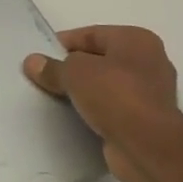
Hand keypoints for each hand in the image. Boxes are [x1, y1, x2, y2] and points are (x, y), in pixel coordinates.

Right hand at [23, 25, 182, 181]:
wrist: (147, 147)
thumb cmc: (115, 95)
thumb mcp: (75, 73)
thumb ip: (53, 67)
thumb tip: (32, 62)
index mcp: (137, 40)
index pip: (91, 34)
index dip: (63, 43)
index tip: (39, 57)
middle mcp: (148, 62)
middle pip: (99, 60)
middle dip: (72, 69)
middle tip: (43, 78)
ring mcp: (150, 94)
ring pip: (105, 86)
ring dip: (82, 93)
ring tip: (53, 98)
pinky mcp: (145, 121)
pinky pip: (111, 110)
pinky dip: (94, 113)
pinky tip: (73, 118)